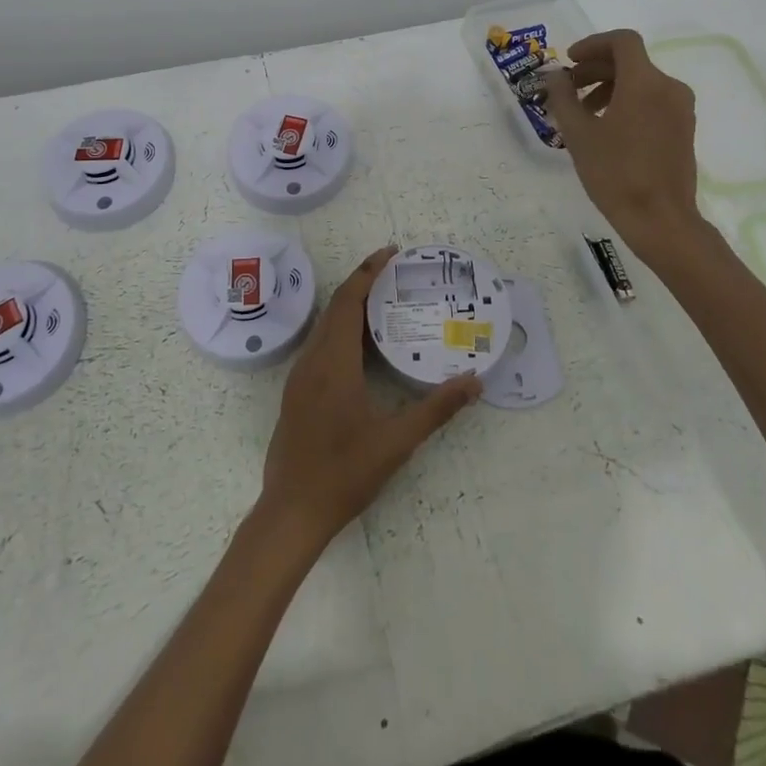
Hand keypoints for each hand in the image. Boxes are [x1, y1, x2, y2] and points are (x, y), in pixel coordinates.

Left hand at [261, 246, 481, 546]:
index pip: (349, 301)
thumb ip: (436, 409)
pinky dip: (340, 330)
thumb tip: (474, 382)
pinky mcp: (295, 393)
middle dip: (362, 284)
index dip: (368, 272)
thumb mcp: (397, 442)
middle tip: (395, 274)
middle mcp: (313, 360)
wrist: (291, 512)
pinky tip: (360, 347)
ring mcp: (299, 377)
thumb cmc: (344, 473)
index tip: (390, 253)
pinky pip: (319, 344)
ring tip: (383, 303)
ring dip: (350, 307)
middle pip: (336, 307)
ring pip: (325, 326)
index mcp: (334, 363)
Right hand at [543, 29, 710, 268]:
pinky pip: (653, 100)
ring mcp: (681, 109)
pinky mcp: (684, 128)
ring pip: (641, 82)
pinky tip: (607, 129)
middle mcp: (669, 87)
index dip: (592, 44)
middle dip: (596, 69)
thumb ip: (563, 97)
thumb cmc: (615, 173)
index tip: (570, 61)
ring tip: (584, 114)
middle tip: (569, 90)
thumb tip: (555, 76)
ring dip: (610, 87)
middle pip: (630, 61)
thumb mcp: (578, 134)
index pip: (622, 41)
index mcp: (645, 82)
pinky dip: (628, 102)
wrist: (660, 219)